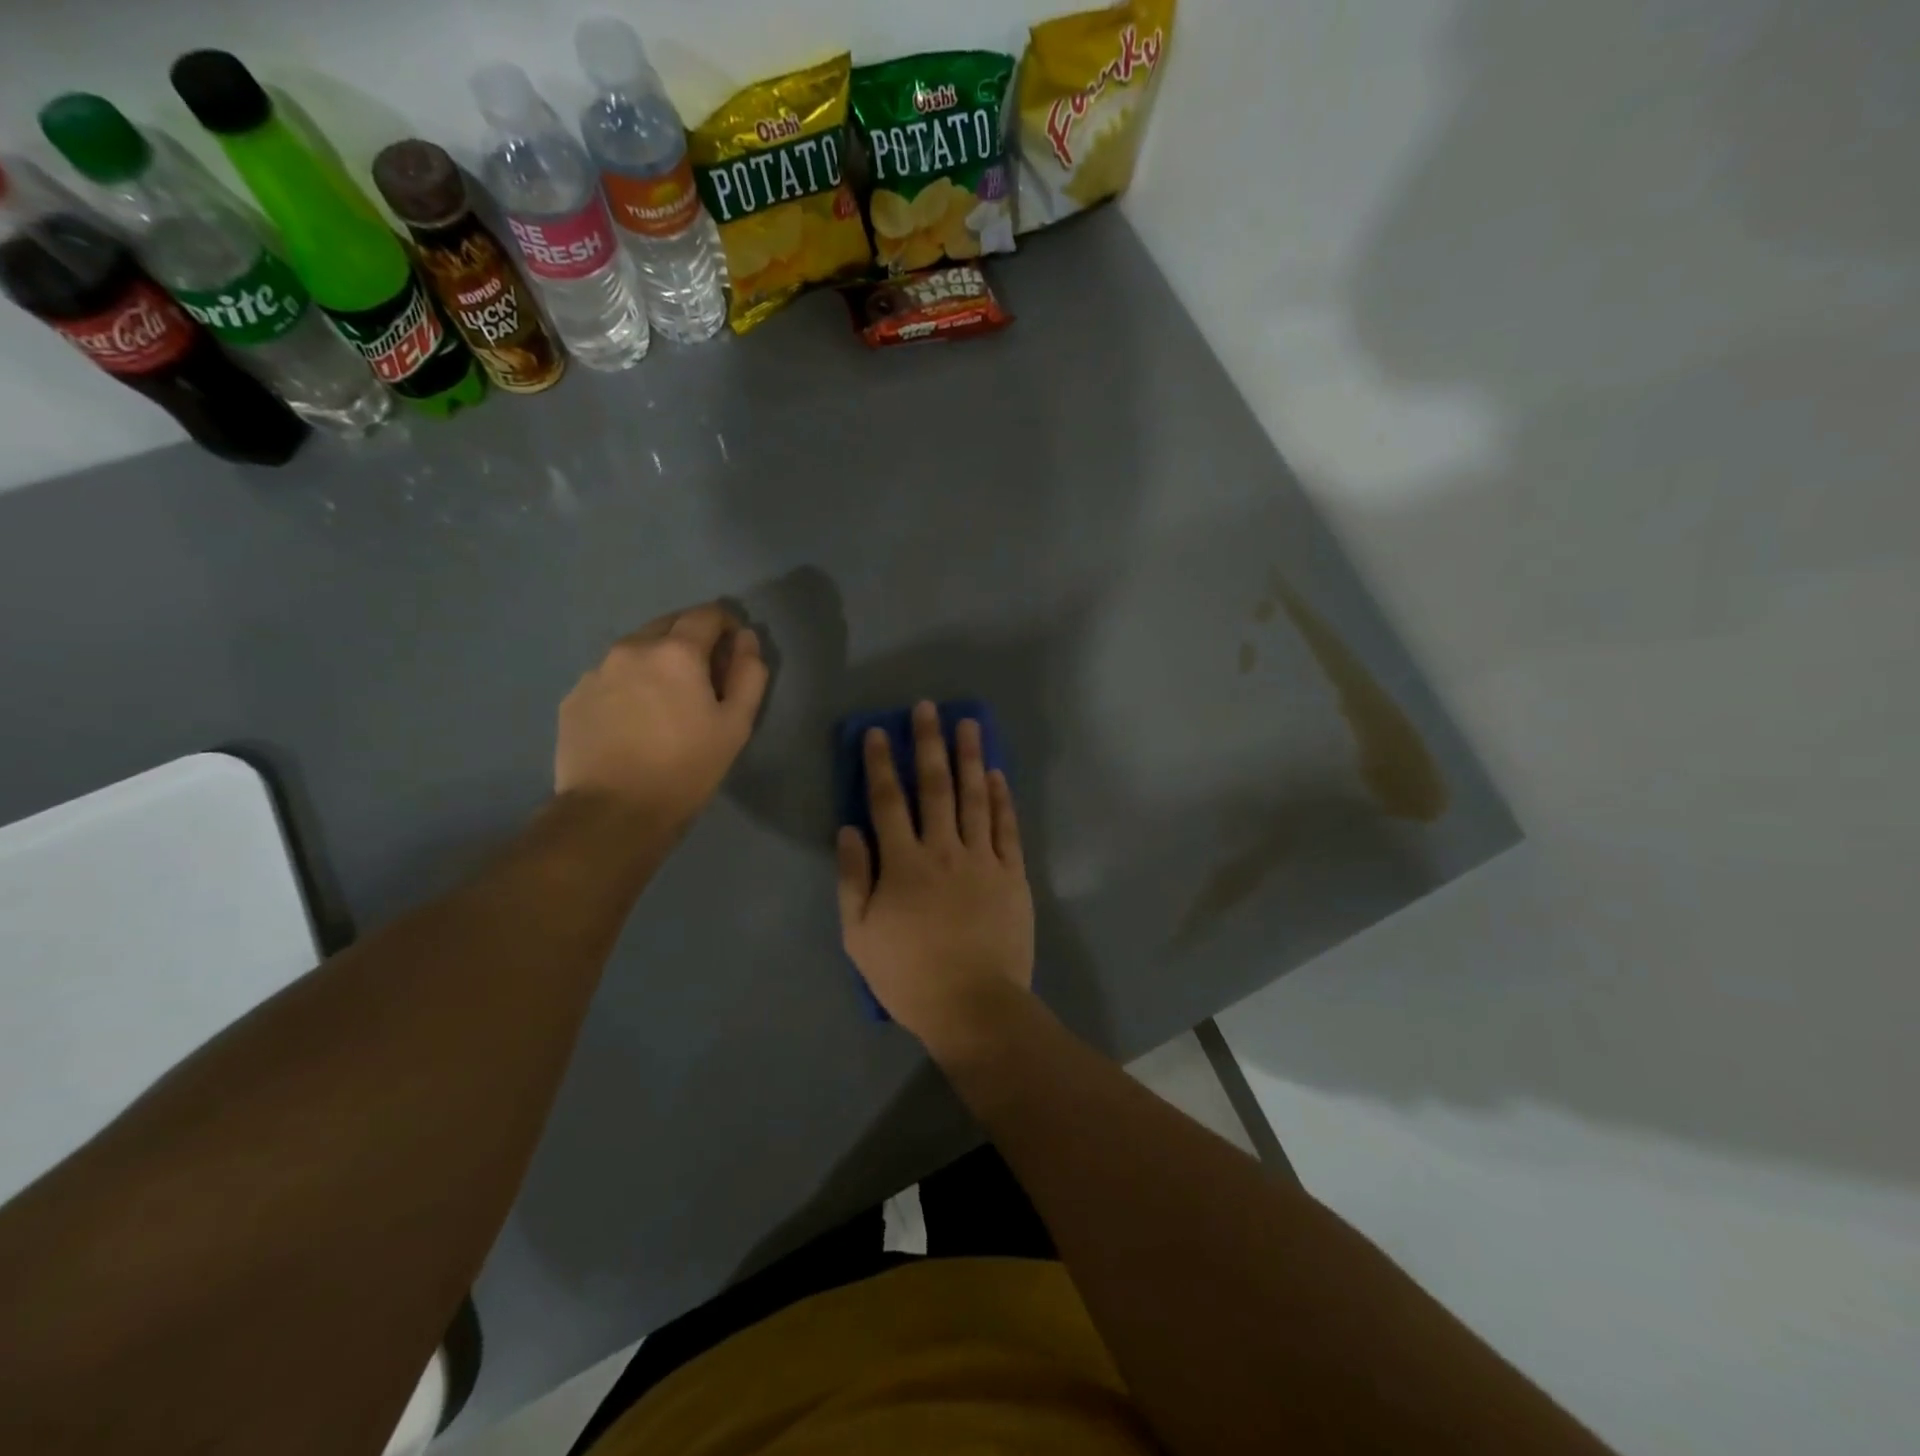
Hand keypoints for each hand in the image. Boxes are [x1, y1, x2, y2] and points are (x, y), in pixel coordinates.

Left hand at [556, 604, 768, 830]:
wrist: (613, 812)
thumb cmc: (686, 768)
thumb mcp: (736, 725)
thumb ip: (749, 674)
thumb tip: (747, 639)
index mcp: (676, 651)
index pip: (707, 614)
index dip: (727, 626)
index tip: (734, 651)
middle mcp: (632, 648)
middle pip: (668, 625)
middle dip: (691, 640)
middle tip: (703, 679)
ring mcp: (596, 671)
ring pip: (636, 650)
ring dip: (657, 661)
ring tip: (666, 702)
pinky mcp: (574, 696)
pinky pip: (610, 676)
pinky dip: (629, 685)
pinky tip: (634, 720)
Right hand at [836, 702, 1034, 1059]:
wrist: (974, 1004)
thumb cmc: (909, 975)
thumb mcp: (859, 935)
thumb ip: (853, 879)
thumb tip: (849, 830)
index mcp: (903, 863)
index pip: (888, 801)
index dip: (881, 763)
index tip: (879, 731)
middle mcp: (943, 850)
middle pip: (935, 786)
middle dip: (929, 744)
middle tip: (929, 708)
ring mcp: (983, 859)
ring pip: (975, 797)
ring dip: (970, 757)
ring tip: (968, 724)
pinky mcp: (1013, 874)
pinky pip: (1007, 828)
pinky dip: (1002, 799)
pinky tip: (997, 774)